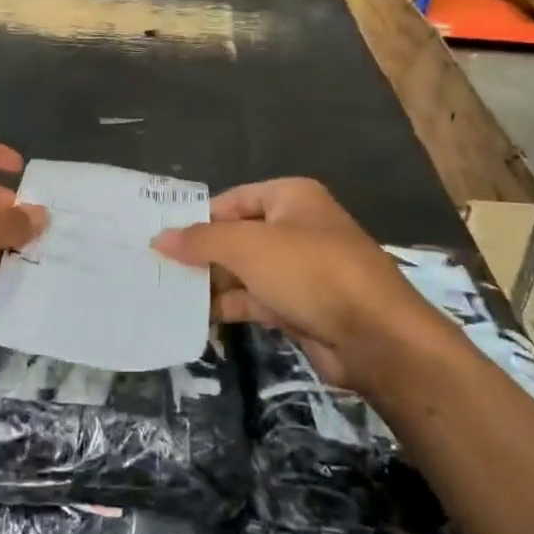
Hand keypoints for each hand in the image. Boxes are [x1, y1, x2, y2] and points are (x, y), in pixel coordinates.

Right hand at [152, 178, 435, 395]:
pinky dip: (230, 306)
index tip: (161, 239)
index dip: (198, 218)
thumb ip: (200, 241)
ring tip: (167, 295)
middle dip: (201, 254)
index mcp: (290, 197)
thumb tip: (158, 238)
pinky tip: (197, 317)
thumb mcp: (248, 247)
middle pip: (237, 235)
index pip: (232, 200)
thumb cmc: (310, 271)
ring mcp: (300, 269)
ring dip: (212, 283)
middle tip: (158, 269)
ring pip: (245, 271)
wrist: (375, 336)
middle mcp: (296, 227)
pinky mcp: (301, 306)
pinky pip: (256, 299)